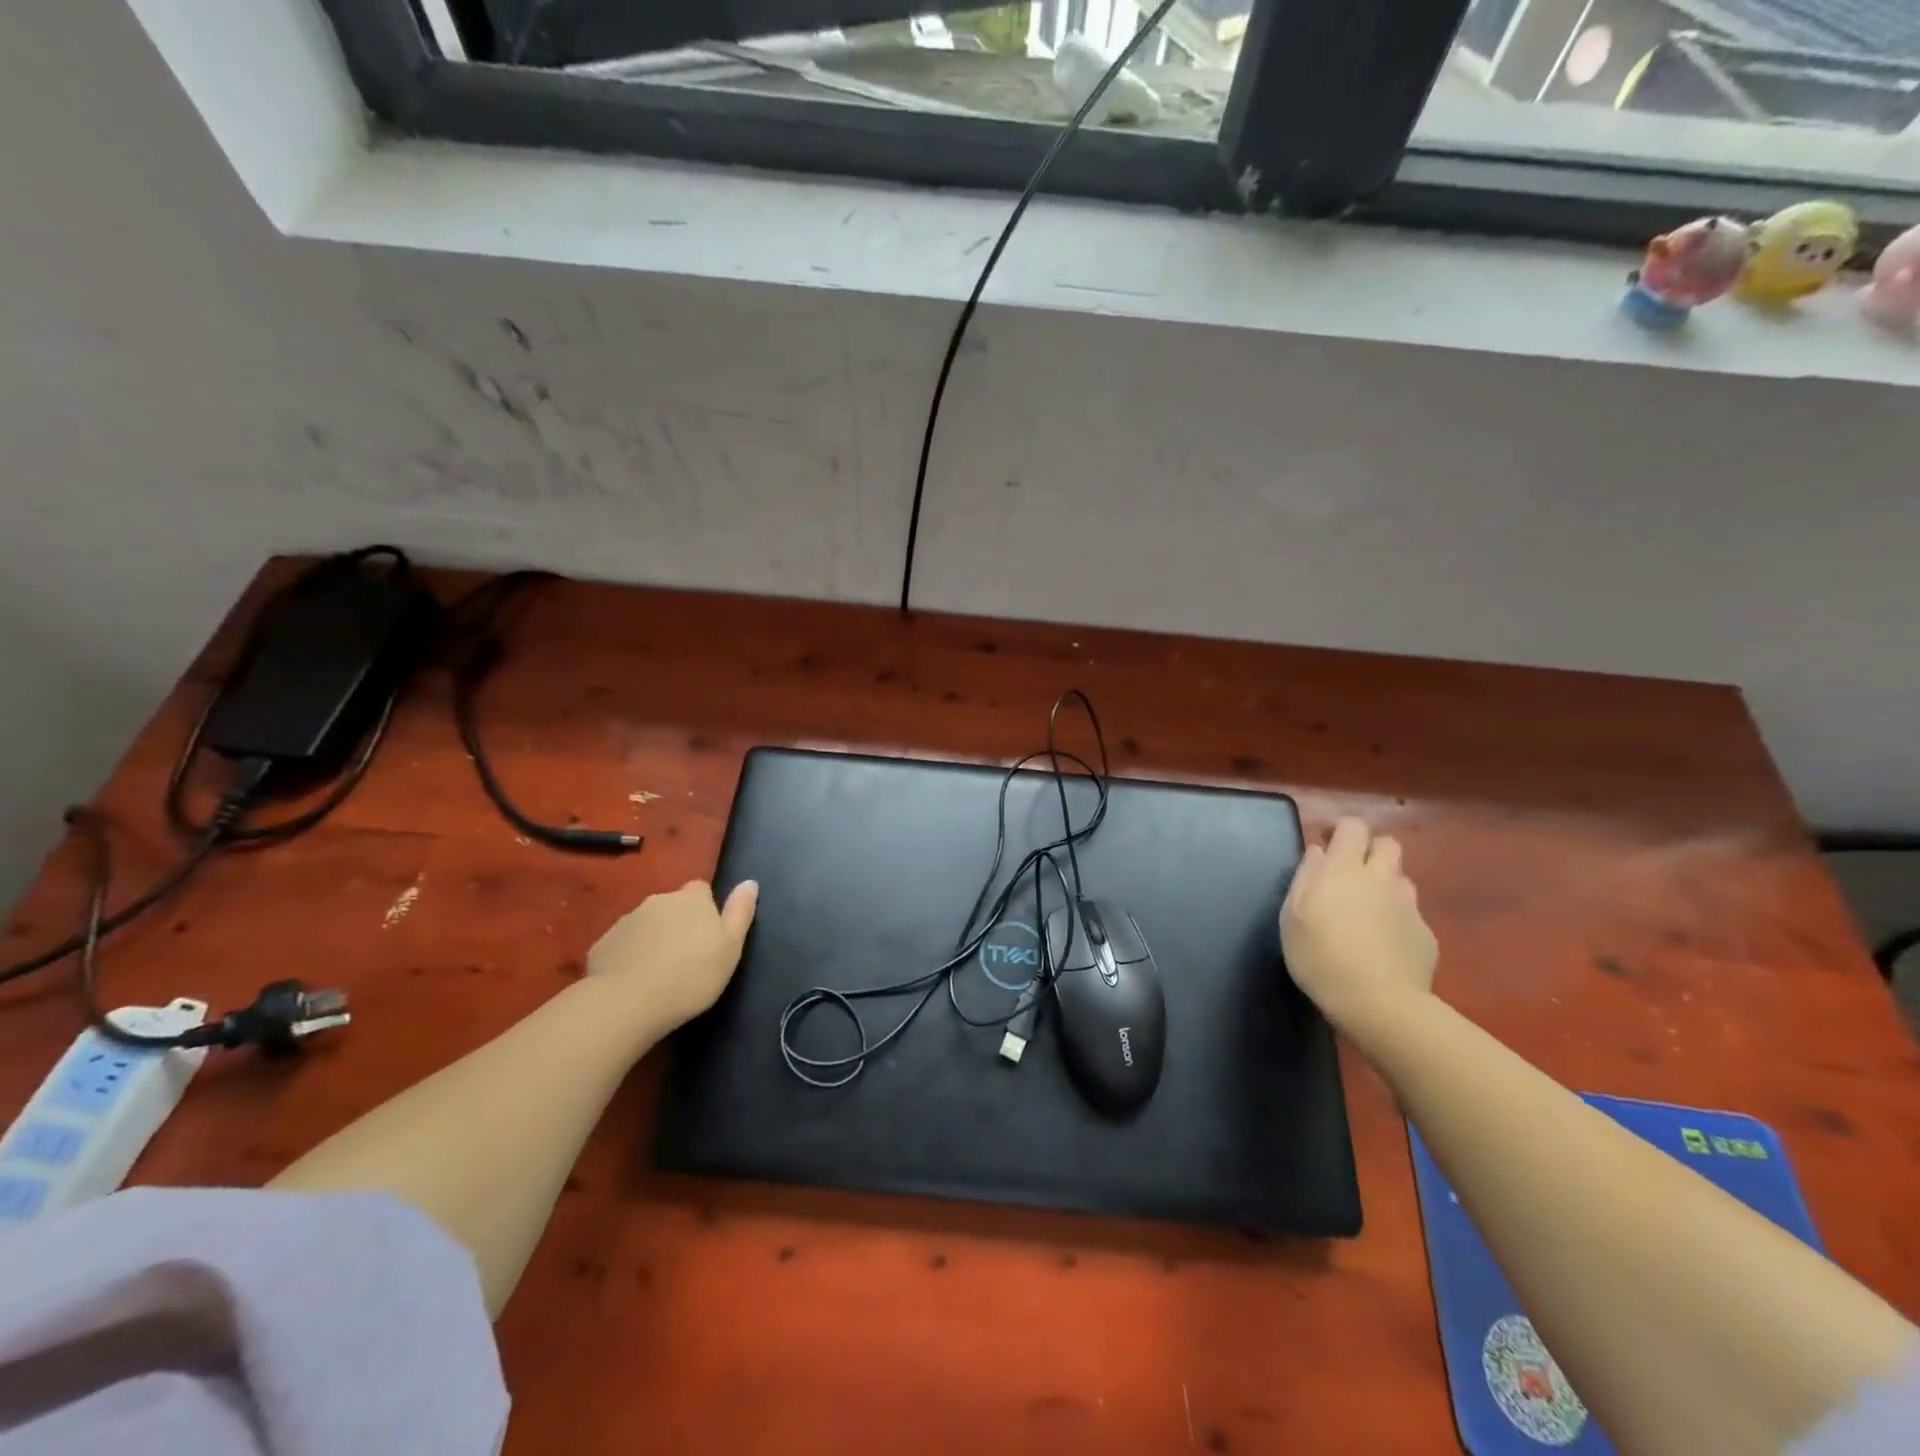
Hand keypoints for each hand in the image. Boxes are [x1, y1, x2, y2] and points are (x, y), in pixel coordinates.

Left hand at [586, 879, 758, 1033]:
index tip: (708, 933)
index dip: (704, 908)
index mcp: (692, 899)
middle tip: (685, 956)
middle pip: (671, 905)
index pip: (700, 889)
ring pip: (645, 924)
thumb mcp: (730, 947)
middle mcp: (658, 901)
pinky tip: (633, 981)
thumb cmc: (692, 975)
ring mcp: (627, 921)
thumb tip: (749, 882)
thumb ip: (740, 912)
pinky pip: (622, 944)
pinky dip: (629, 956)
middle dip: (677, 922)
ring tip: (659, 971)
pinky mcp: (603, 944)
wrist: (629, 1002)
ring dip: (653, 938)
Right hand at [1280, 817, 1436, 1032]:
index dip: (1341, 829)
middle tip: (1349, 873)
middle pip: (1387, 844)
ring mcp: (1409, 906)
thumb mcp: (1292, 916)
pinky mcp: (1426, 934)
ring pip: (1401, 878)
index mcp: (1345, 869)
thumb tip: (1317, 852)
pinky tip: (1382, 944)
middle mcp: (1381, 878)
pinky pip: (1410, 913)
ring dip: (1384, 884)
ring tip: (1366, 910)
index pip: (1353, 827)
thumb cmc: (1320, 956)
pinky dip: (1396, 918)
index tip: (1326, 844)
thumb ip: (1305, 877)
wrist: (1379, 1004)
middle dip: (1370, 849)